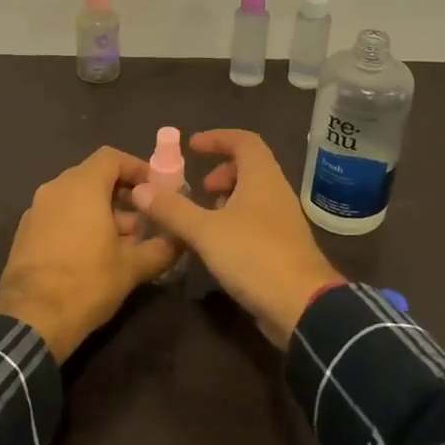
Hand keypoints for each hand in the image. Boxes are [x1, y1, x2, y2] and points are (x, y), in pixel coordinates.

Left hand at [0, 147, 178, 360]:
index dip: (136, 168)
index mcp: (81, 186)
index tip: (156, 189)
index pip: (111, 157)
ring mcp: (36, 210)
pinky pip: (59, 215)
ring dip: (102, 212)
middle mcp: (55, 189)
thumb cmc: (87, 282)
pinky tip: (95, 255)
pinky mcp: (25, 233)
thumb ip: (161, 248)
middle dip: (122, 195)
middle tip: (145, 220)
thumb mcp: (132, 267)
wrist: (31, 320)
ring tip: (124, 243)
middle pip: (94, 177)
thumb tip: (180, 240)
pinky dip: (80, 224)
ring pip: (76, 198)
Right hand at [131, 129, 341, 347]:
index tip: (192, 147)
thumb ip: (173, 210)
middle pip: (250, 167)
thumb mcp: (205, 232)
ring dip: (228, 198)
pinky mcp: (284, 246)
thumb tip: (141, 189)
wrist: (302, 305)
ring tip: (204, 217)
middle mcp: (277, 192)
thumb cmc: (254, 256)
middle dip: (222, 171)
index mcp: (262, 177)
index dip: (217, 138)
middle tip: (200, 188)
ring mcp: (284, 220)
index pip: (244, 140)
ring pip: (254, 195)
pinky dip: (236, 220)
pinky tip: (219, 244)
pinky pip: (257, 219)